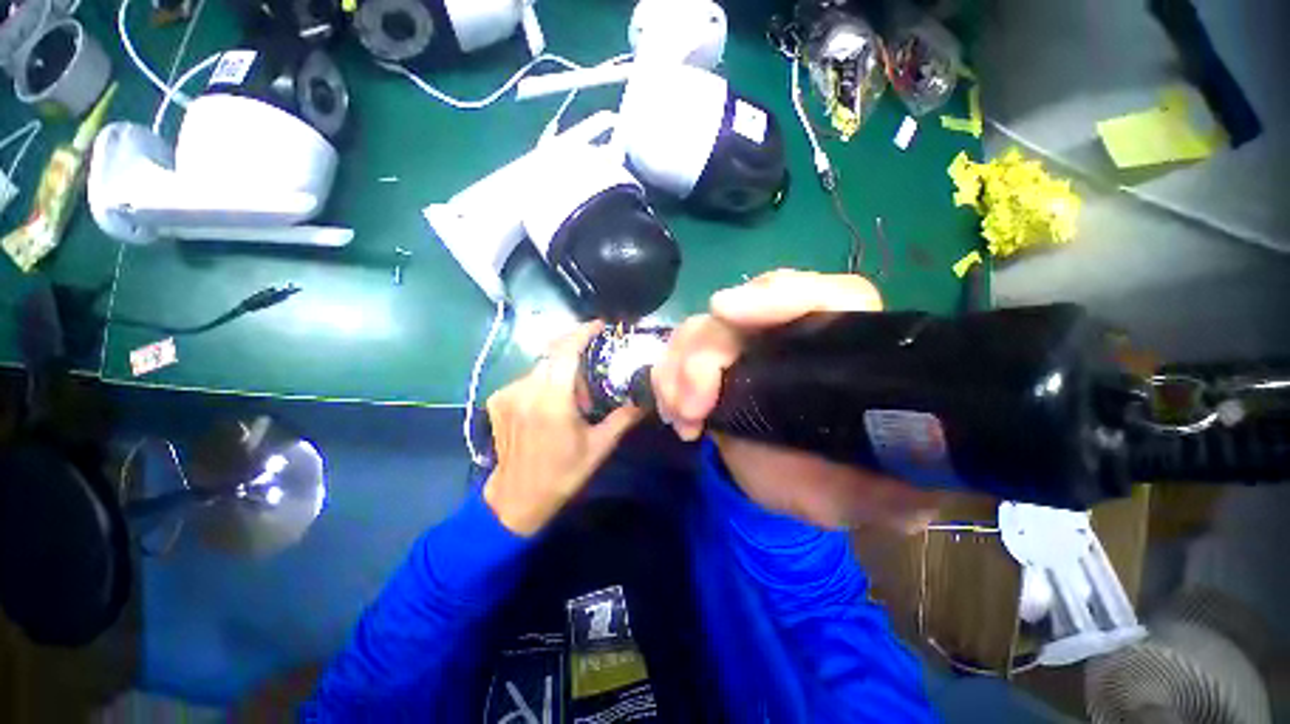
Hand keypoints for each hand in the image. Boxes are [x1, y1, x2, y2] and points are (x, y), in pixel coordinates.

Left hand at [484, 322, 643, 535]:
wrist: (516, 499)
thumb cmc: (562, 475)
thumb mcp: (599, 448)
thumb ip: (623, 418)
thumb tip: (645, 397)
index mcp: (552, 401)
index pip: (566, 352)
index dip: (583, 333)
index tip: (600, 326)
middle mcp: (526, 391)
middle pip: (552, 353)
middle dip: (574, 349)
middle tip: (594, 361)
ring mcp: (507, 394)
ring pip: (540, 366)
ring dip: (560, 369)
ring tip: (574, 391)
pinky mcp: (497, 400)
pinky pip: (526, 378)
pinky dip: (543, 380)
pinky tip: (550, 400)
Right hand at [651, 269, 939, 531]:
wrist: (793, 481)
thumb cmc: (840, 480)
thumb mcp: (877, 494)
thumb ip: (897, 491)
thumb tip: (906, 489)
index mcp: (843, 344)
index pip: (823, 296)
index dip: (775, 295)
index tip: (727, 310)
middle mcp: (789, 334)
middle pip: (738, 311)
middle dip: (706, 352)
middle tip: (693, 402)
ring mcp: (744, 347)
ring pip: (699, 331)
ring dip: (678, 369)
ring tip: (682, 416)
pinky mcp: (711, 367)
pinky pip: (676, 357)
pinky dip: (665, 380)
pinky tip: (674, 416)